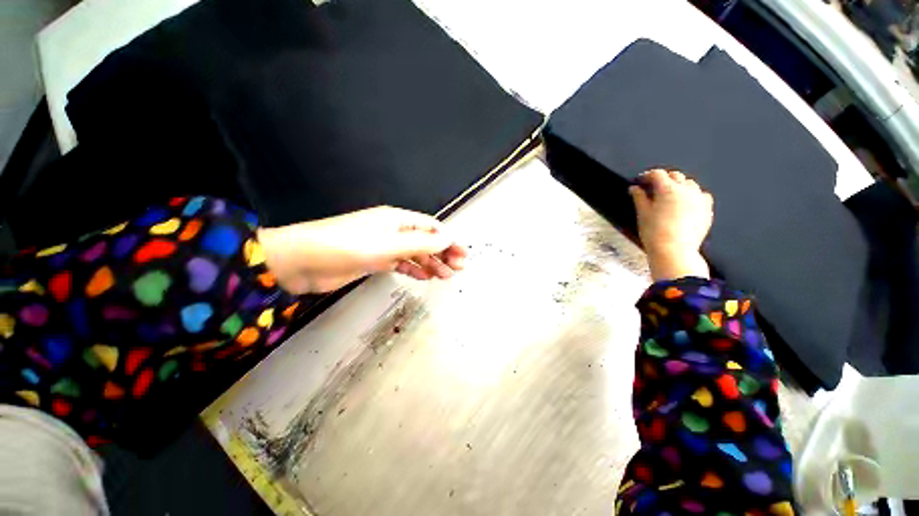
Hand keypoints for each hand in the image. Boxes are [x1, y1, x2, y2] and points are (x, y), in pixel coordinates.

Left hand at [257, 206, 466, 293]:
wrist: (304, 260)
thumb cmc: (344, 247)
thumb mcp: (386, 244)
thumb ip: (419, 243)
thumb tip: (449, 238)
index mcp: (395, 219)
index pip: (430, 226)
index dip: (449, 239)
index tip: (464, 256)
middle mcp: (389, 230)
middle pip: (423, 239)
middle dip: (442, 252)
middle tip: (459, 270)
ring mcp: (379, 246)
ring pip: (412, 253)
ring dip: (429, 263)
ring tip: (445, 276)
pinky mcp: (369, 261)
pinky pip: (397, 264)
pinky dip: (411, 270)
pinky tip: (423, 277)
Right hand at [629, 169, 713, 280]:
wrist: (675, 256)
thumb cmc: (657, 237)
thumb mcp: (643, 215)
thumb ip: (639, 198)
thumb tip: (635, 189)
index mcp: (667, 188)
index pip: (657, 174)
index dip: (648, 176)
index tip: (643, 182)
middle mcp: (684, 190)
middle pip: (675, 176)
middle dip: (666, 179)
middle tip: (658, 189)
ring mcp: (697, 200)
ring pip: (691, 184)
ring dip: (683, 186)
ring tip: (676, 196)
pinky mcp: (706, 212)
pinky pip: (704, 197)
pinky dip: (698, 197)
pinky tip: (692, 204)